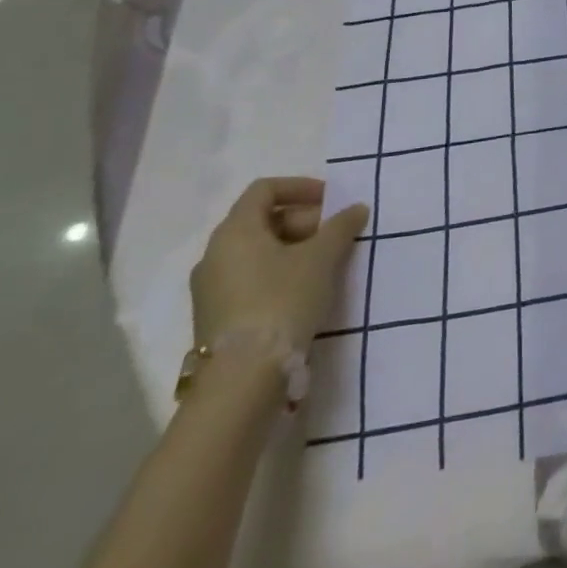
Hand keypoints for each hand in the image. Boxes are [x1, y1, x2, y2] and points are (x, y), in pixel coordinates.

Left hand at [189, 177, 366, 350]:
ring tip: (325, 263)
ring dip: (293, 248)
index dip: (301, 187)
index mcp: (235, 231)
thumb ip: (341, 227)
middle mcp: (215, 254)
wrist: (242, 380)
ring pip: (256, 251)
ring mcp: (211, 288)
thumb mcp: (321, 258)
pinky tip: (304, 290)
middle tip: (335, 235)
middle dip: (303, 220)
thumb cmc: (281, 301)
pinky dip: (278, 272)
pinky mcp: (215, 316)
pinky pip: (250, 277)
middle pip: (261, 220)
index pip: (265, 190)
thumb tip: (356, 209)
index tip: (332, 200)